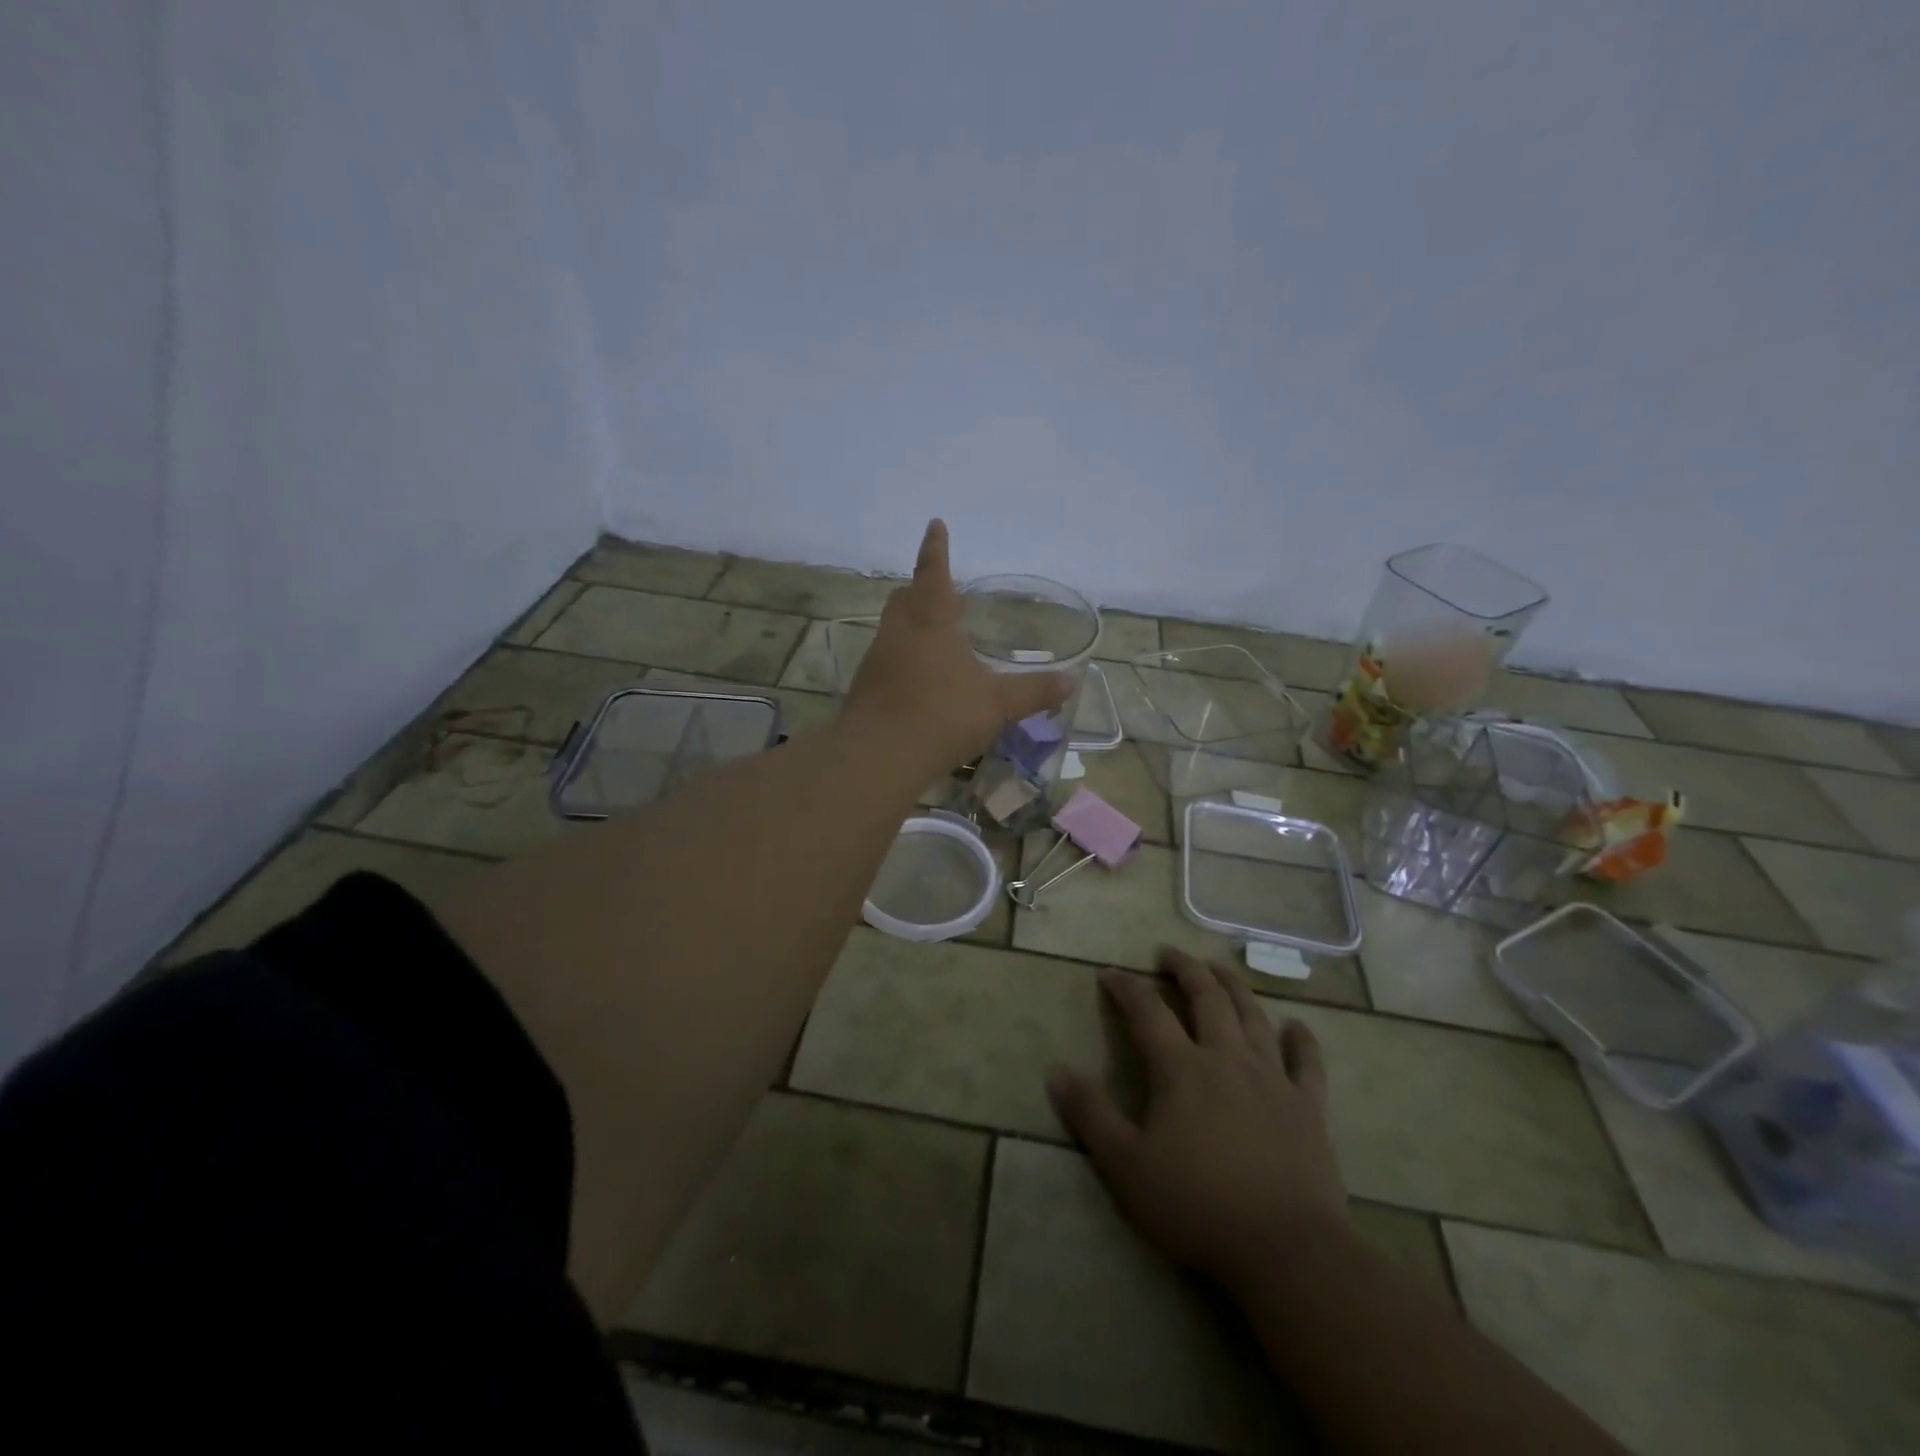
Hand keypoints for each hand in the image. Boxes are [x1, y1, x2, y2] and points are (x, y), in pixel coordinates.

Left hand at [844, 520, 1072, 769]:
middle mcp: (900, 632)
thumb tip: (1070, 682)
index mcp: (931, 621)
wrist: (878, 756)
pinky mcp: (866, 687)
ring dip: (910, 624)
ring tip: (933, 637)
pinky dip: (902, 657)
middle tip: (936, 589)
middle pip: (905, 597)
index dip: (936, 548)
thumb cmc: (942, 716)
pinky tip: (919, 679)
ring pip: (892, 628)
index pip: (933, 572)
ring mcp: (877, 659)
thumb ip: (1033, 692)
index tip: (935, 524)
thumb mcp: (997, 704)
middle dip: (920, 587)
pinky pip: (886, 659)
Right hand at [1048, 949, 1349, 1294]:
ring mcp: (1272, 1079)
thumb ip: (1091, 1115)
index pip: (1147, 1012)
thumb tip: (1056, 1070)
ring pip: (1253, 1017)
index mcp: (1182, 1069)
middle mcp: (1227, 1059)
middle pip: (1206, 998)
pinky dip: (1302, 1040)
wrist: (1286, 1251)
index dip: (1126, 987)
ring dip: (1234, 987)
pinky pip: (1307, 1063)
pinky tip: (1297, 1026)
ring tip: (1220, 968)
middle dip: (1185, 969)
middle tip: (1169, 953)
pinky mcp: (1308, 1107)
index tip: (1110, 973)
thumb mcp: (1126, 1166)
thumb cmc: (1197, 1206)